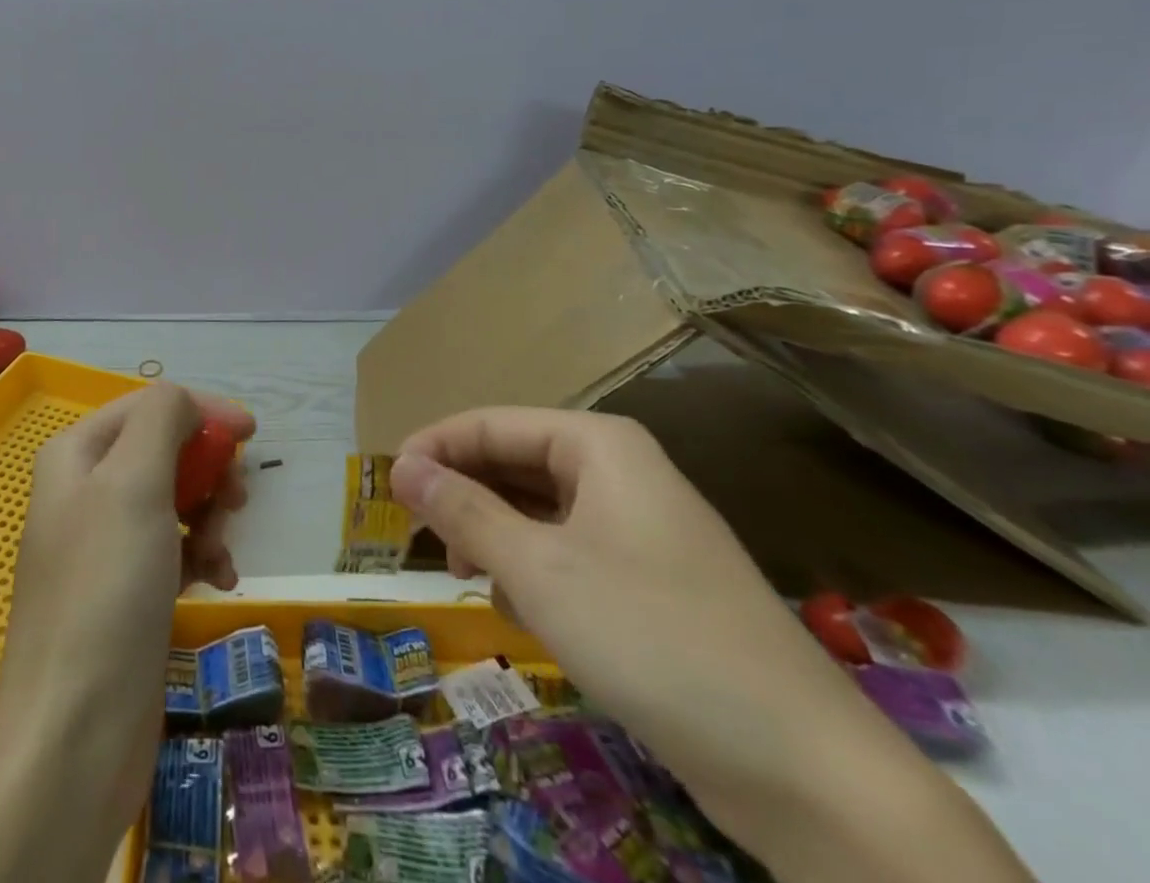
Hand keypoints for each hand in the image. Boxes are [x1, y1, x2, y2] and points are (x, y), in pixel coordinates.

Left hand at [0, 383, 252, 882]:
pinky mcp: (125, 593)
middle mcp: (85, 491)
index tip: (251, 433)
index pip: (148, 406)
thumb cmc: (106, 589)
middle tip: (236, 501)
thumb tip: (188, 402)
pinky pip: (173, 549)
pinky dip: (202, 556)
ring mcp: (104, 545)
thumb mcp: (133, 483)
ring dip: (210, 517)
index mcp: (76, 454)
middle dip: (206, 471)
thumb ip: (161, 419)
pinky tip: (220, 581)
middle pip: (163, 451)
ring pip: (174, 500)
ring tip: (222, 553)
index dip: (201, 412)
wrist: (74, 735)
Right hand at [392, 408, 1034, 882]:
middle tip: (418, 534)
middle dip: (464, 494)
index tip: (387, 486)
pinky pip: (570, 552)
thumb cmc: (652, 637)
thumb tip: (402, 466)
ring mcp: (641, 528)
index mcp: (599, 445)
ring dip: (495, 535)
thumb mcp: (538, 570)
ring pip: (541, 511)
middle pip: (516, 463)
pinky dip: (533, 570)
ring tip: (461, 572)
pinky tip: (518, 609)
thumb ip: (463, 510)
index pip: (491, 423)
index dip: (435, 447)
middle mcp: (621, 472)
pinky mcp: (654, 582)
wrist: (805, 770)